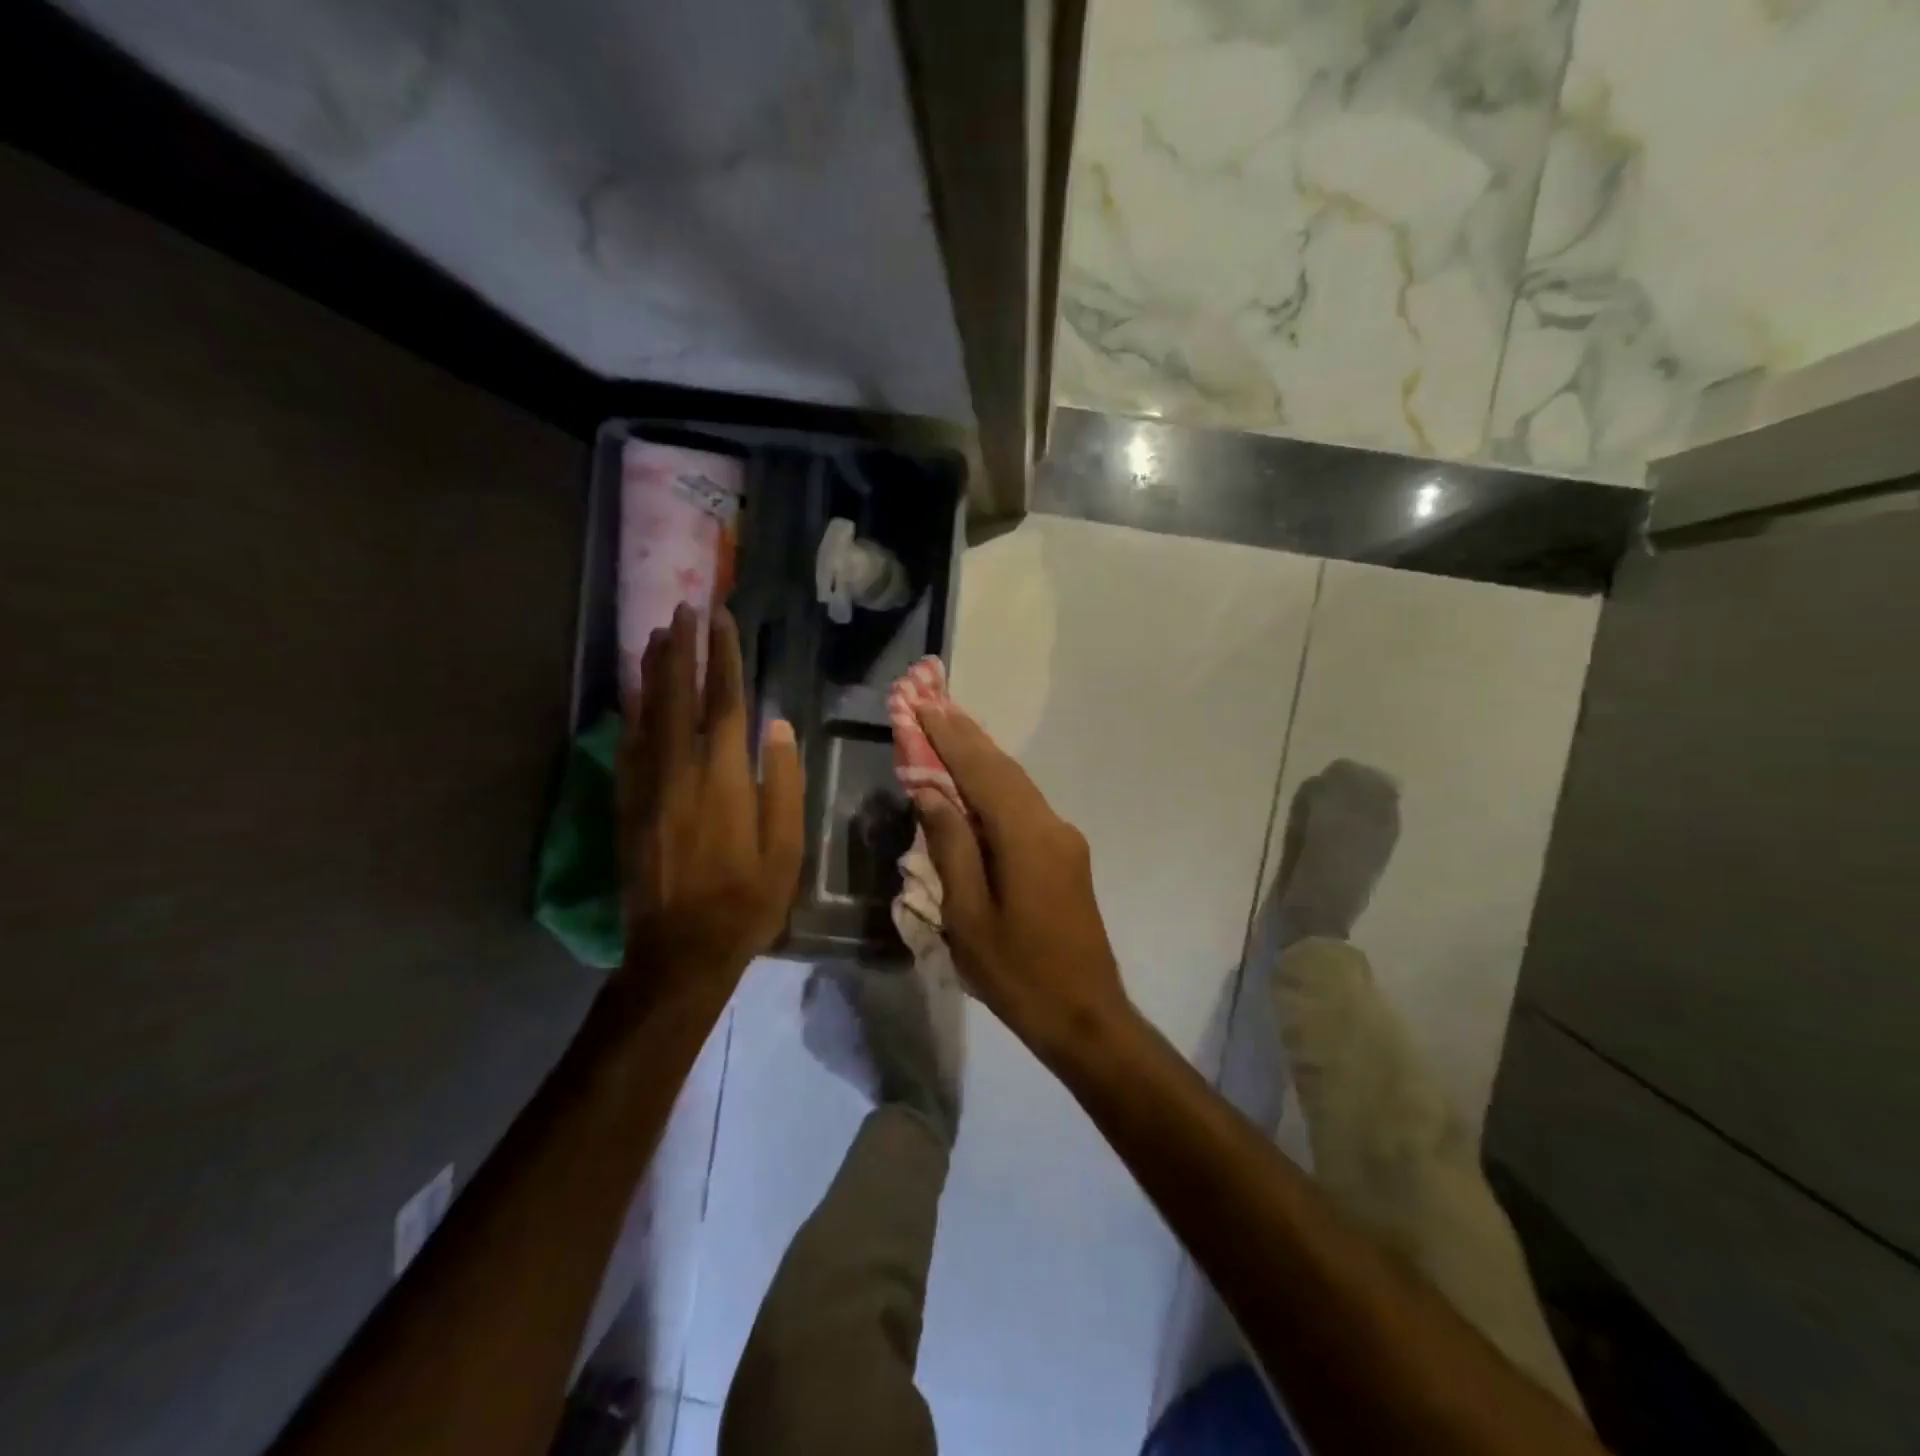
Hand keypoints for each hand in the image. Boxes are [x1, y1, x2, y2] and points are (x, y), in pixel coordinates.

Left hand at [619, 604, 803, 985]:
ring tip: (657, 635)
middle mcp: (679, 771)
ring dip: (653, 671)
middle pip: (678, 696)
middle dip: (682, 649)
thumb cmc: (747, 900)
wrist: (680, 950)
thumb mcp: (785, 848)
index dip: (723, 657)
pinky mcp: (626, 806)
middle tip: (684, 609)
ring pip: (647, 715)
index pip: (724, 702)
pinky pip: (627, 746)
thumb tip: (778, 726)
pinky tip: (635, 695)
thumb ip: (783, 783)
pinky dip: (632, 713)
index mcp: (724, 778)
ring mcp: (646, 787)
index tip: (722, 620)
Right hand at [913, 706, 1131, 1058]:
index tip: (922, 704)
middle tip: (931, 702)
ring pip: (1016, 785)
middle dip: (966, 735)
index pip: (982, 771)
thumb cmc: (1017, 972)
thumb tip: (932, 792)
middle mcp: (1052, 825)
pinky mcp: (1066, 855)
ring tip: (946, 730)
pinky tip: (973, 782)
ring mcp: (1064, 839)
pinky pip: (1024, 807)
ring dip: (980, 757)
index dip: (950, 737)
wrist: (1084, 1014)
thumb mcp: (968, 914)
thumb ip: (951, 846)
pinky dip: (995, 786)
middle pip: (1003, 769)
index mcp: (1027, 837)